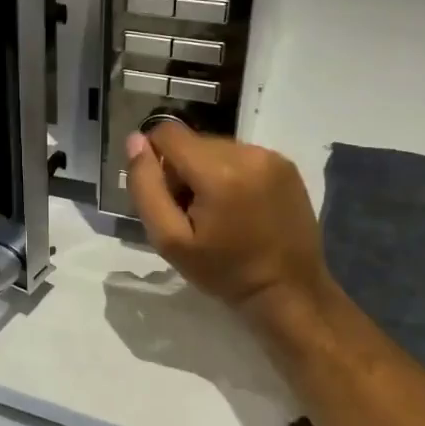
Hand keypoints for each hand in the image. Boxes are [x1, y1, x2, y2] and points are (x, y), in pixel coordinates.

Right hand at [125, 123, 335, 336]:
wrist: (289, 292)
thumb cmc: (224, 272)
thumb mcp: (169, 240)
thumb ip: (146, 187)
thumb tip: (135, 140)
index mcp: (218, 171)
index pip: (166, 133)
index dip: (155, 160)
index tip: (167, 197)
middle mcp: (247, 152)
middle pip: (192, 141)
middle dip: (183, 170)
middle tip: (192, 213)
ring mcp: (271, 156)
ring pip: (216, 147)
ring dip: (207, 172)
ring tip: (218, 212)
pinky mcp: (286, 164)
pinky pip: (241, 156)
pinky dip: (231, 174)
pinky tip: (240, 207)